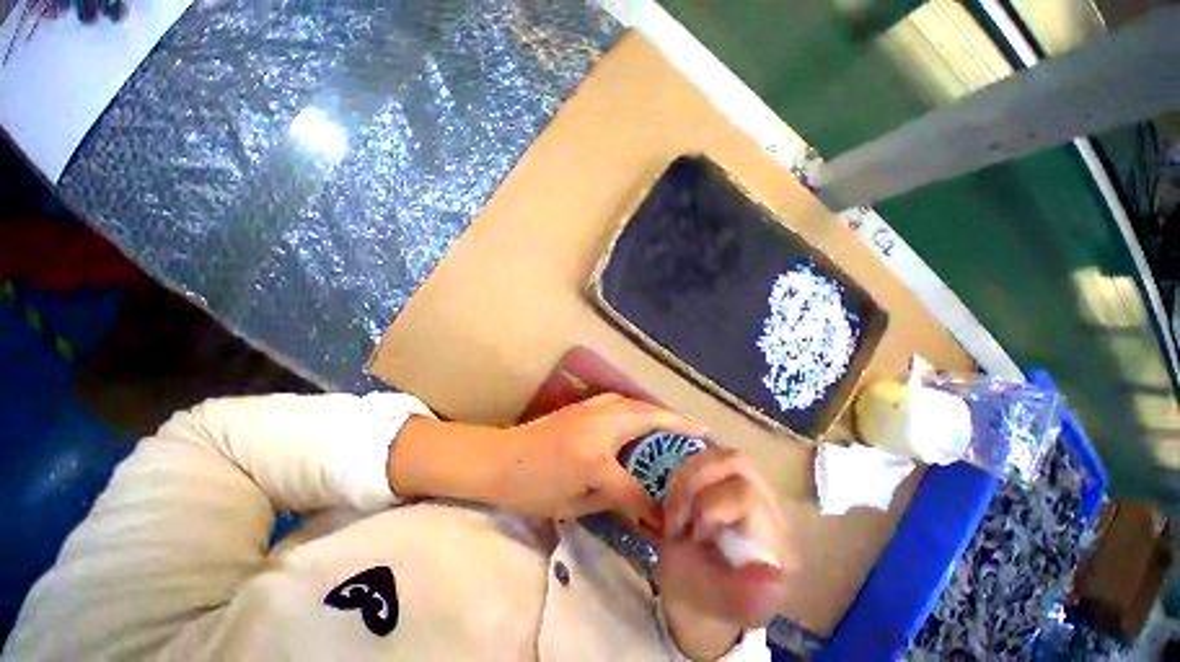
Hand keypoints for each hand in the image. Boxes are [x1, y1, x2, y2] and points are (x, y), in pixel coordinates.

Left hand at [493, 393, 706, 524]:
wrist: (500, 457)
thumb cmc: (533, 486)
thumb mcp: (573, 504)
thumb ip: (613, 500)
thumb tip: (643, 507)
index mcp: (596, 456)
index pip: (636, 483)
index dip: (655, 502)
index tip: (674, 511)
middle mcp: (600, 425)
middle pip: (647, 418)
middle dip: (676, 422)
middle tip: (700, 429)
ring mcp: (591, 409)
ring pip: (634, 403)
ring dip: (658, 410)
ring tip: (675, 420)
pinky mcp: (584, 404)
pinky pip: (619, 400)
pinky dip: (638, 405)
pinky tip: (641, 413)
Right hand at [658, 447, 791, 656]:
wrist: (695, 589)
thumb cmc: (711, 598)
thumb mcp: (725, 604)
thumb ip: (746, 596)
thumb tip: (775, 578)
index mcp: (776, 536)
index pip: (748, 494)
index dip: (712, 507)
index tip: (694, 535)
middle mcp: (767, 503)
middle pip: (738, 461)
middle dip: (697, 481)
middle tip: (681, 514)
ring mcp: (744, 485)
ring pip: (718, 453)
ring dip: (686, 478)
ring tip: (677, 510)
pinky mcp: (722, 478)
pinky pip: (702, 457)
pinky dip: (681, 475)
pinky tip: (676, 502)